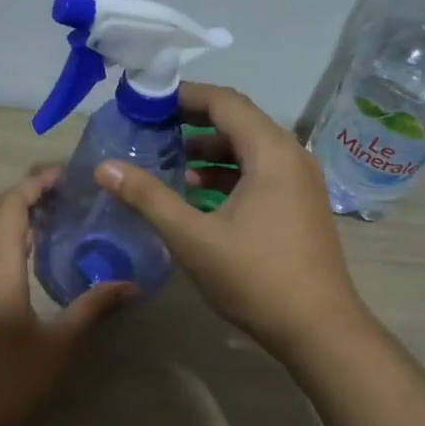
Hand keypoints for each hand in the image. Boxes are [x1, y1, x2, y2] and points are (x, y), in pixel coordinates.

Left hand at [0, 168, 133, 425]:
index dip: (37, 183)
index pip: (12, 204)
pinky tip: (24, 256)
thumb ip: (92, 307)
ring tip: (49, 221)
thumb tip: (131, 286)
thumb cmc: (5, 383)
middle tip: (62, 195)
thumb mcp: (57, 345)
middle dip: (24, 192)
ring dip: (8, 213)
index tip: (66, 176)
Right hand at [98, 82, 368, 358]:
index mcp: (271, 152)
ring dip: (208, 151)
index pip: (224, 101)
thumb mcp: (193, 238)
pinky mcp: (300, 205)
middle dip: (191, 122)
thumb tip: (105, 167)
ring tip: (167, 163)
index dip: (183, 95)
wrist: (319, 329)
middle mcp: (291, 156)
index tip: (145, 101)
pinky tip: (197, 195)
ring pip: (249, 149)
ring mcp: (300, 182)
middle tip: (148, 129)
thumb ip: (148, 198)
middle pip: (237, 121)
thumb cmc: (255, 278)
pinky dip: (227, 174)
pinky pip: (260, 173)